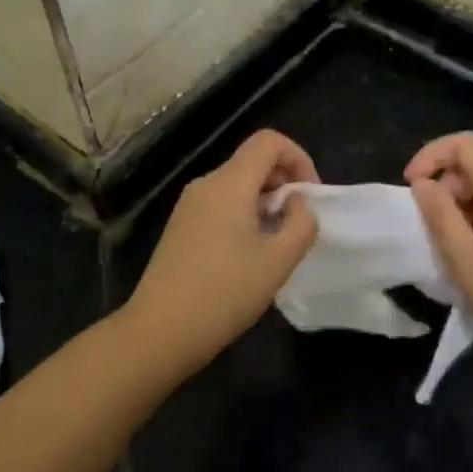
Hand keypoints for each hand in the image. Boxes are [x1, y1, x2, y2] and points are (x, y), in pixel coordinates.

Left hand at [123, 130, 319, 367]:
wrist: (161, 330)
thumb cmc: (225, 292)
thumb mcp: (279, 260)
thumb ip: (301, 223)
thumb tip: (296, 204)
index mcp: (229, 183)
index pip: (268, 141)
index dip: (298, 158)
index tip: (310, 197)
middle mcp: (205, 185)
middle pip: (252, 162)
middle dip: (284, 184)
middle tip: (297, 226)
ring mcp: (188, 206)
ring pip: (237, 186)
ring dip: (265, 204)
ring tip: (276, 246)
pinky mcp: (180, 228)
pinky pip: (220, 206)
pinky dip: (244, 217)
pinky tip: (248, 257)